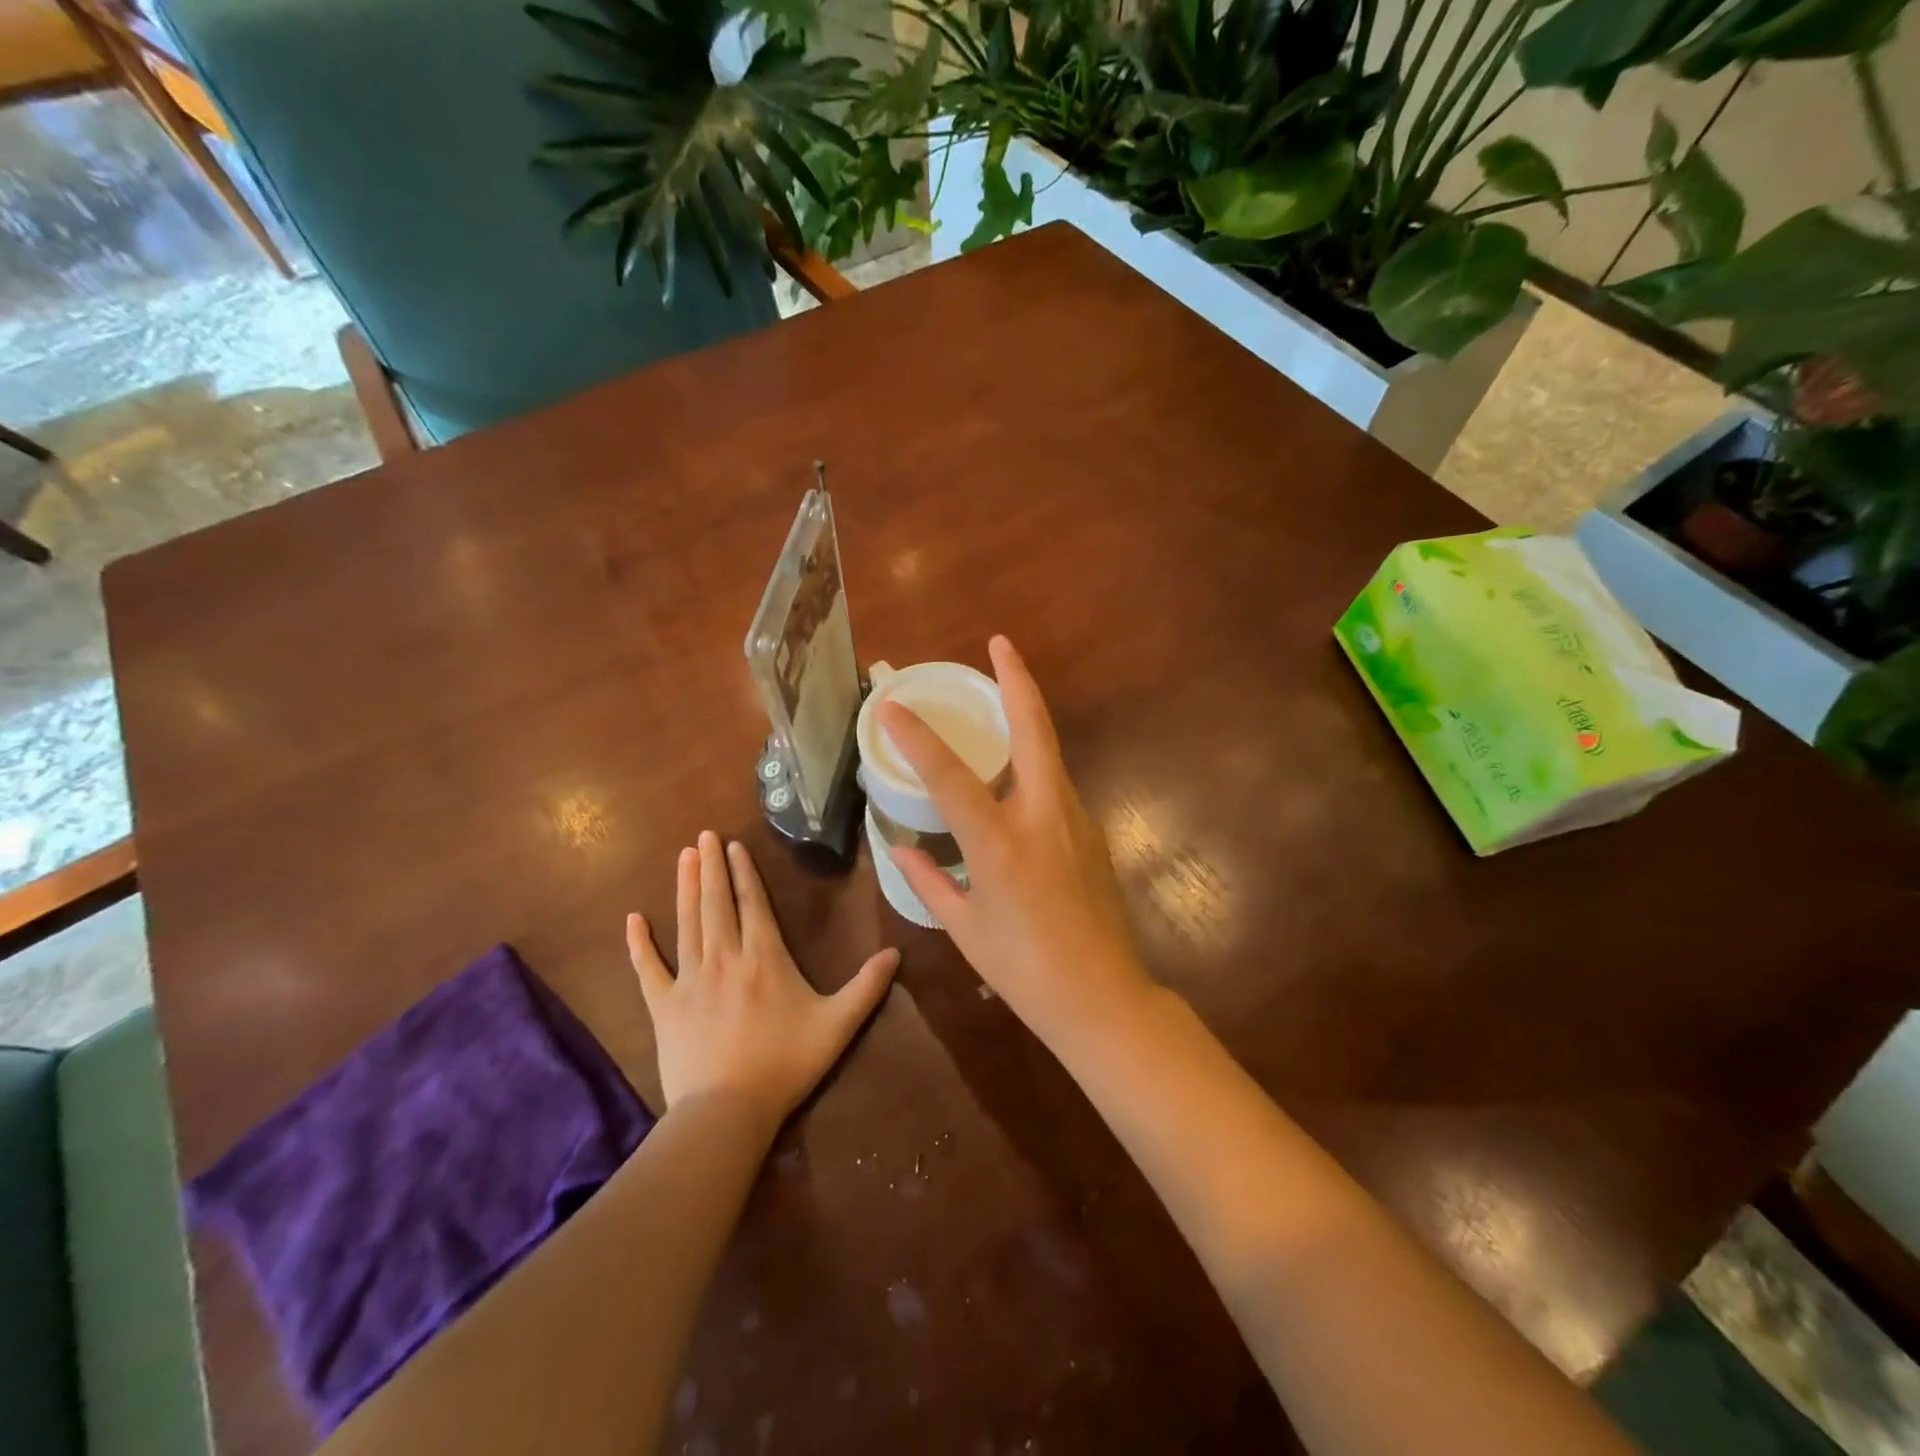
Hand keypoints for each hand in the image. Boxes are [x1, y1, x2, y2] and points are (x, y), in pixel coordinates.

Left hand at [627, 832, 898, 1126]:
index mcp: (764, 957)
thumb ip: (867, 987)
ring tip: (682, 856)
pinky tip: (632, 919)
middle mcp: (725, 957)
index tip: (733, 845)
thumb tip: (896, 953)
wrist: (727, 1110)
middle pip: (716, 902)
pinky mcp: (664, 1005)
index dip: (743, 872)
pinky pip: (647, 967)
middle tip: (703, 836)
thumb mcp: (837, 1024)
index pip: (753, 903)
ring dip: (685, 887)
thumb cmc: (786, 1063)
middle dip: (710, 866)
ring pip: (687, 923)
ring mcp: (690, 979)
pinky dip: (639, 943)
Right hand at [878, 636, 1154, 1046]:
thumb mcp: (965, 928)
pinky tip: (1015, 772)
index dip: (916, 737)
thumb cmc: (1024, 970)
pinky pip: (1056, 782)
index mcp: (1000, 844)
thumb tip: (902, 848)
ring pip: (1050, 751)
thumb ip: (929, 881)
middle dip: (1016, 680)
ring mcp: (1075, 819)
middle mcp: (1042, 817)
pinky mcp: (1091, 831)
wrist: (1103, 997)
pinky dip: (1033, 762)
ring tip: (1000, 695)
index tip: (890, 706)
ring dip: (1027, 716)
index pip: (949, 776)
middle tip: (1000, 644)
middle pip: (1033, 730)